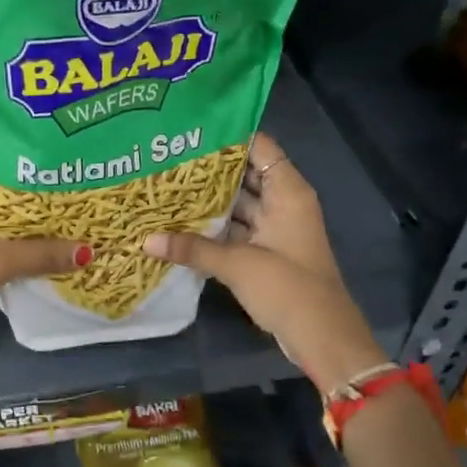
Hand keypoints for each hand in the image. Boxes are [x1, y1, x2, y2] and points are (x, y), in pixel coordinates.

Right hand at [142, 131, 384, 391]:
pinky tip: (180, 223)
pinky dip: (214, 227)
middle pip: (245, 174)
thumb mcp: (237, 264)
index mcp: (287, 191)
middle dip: (209, 169)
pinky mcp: (266, 252)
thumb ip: (192, 248)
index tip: (189, 130)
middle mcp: (282, 202)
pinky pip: (237, 229)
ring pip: (238, 204)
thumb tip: (146, 240)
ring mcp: (275, 228)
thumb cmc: (287, 288)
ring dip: (209, 201)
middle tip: (167, 158)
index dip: (228, 135)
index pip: (259, 146)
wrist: (321, 336)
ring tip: (166, 186)